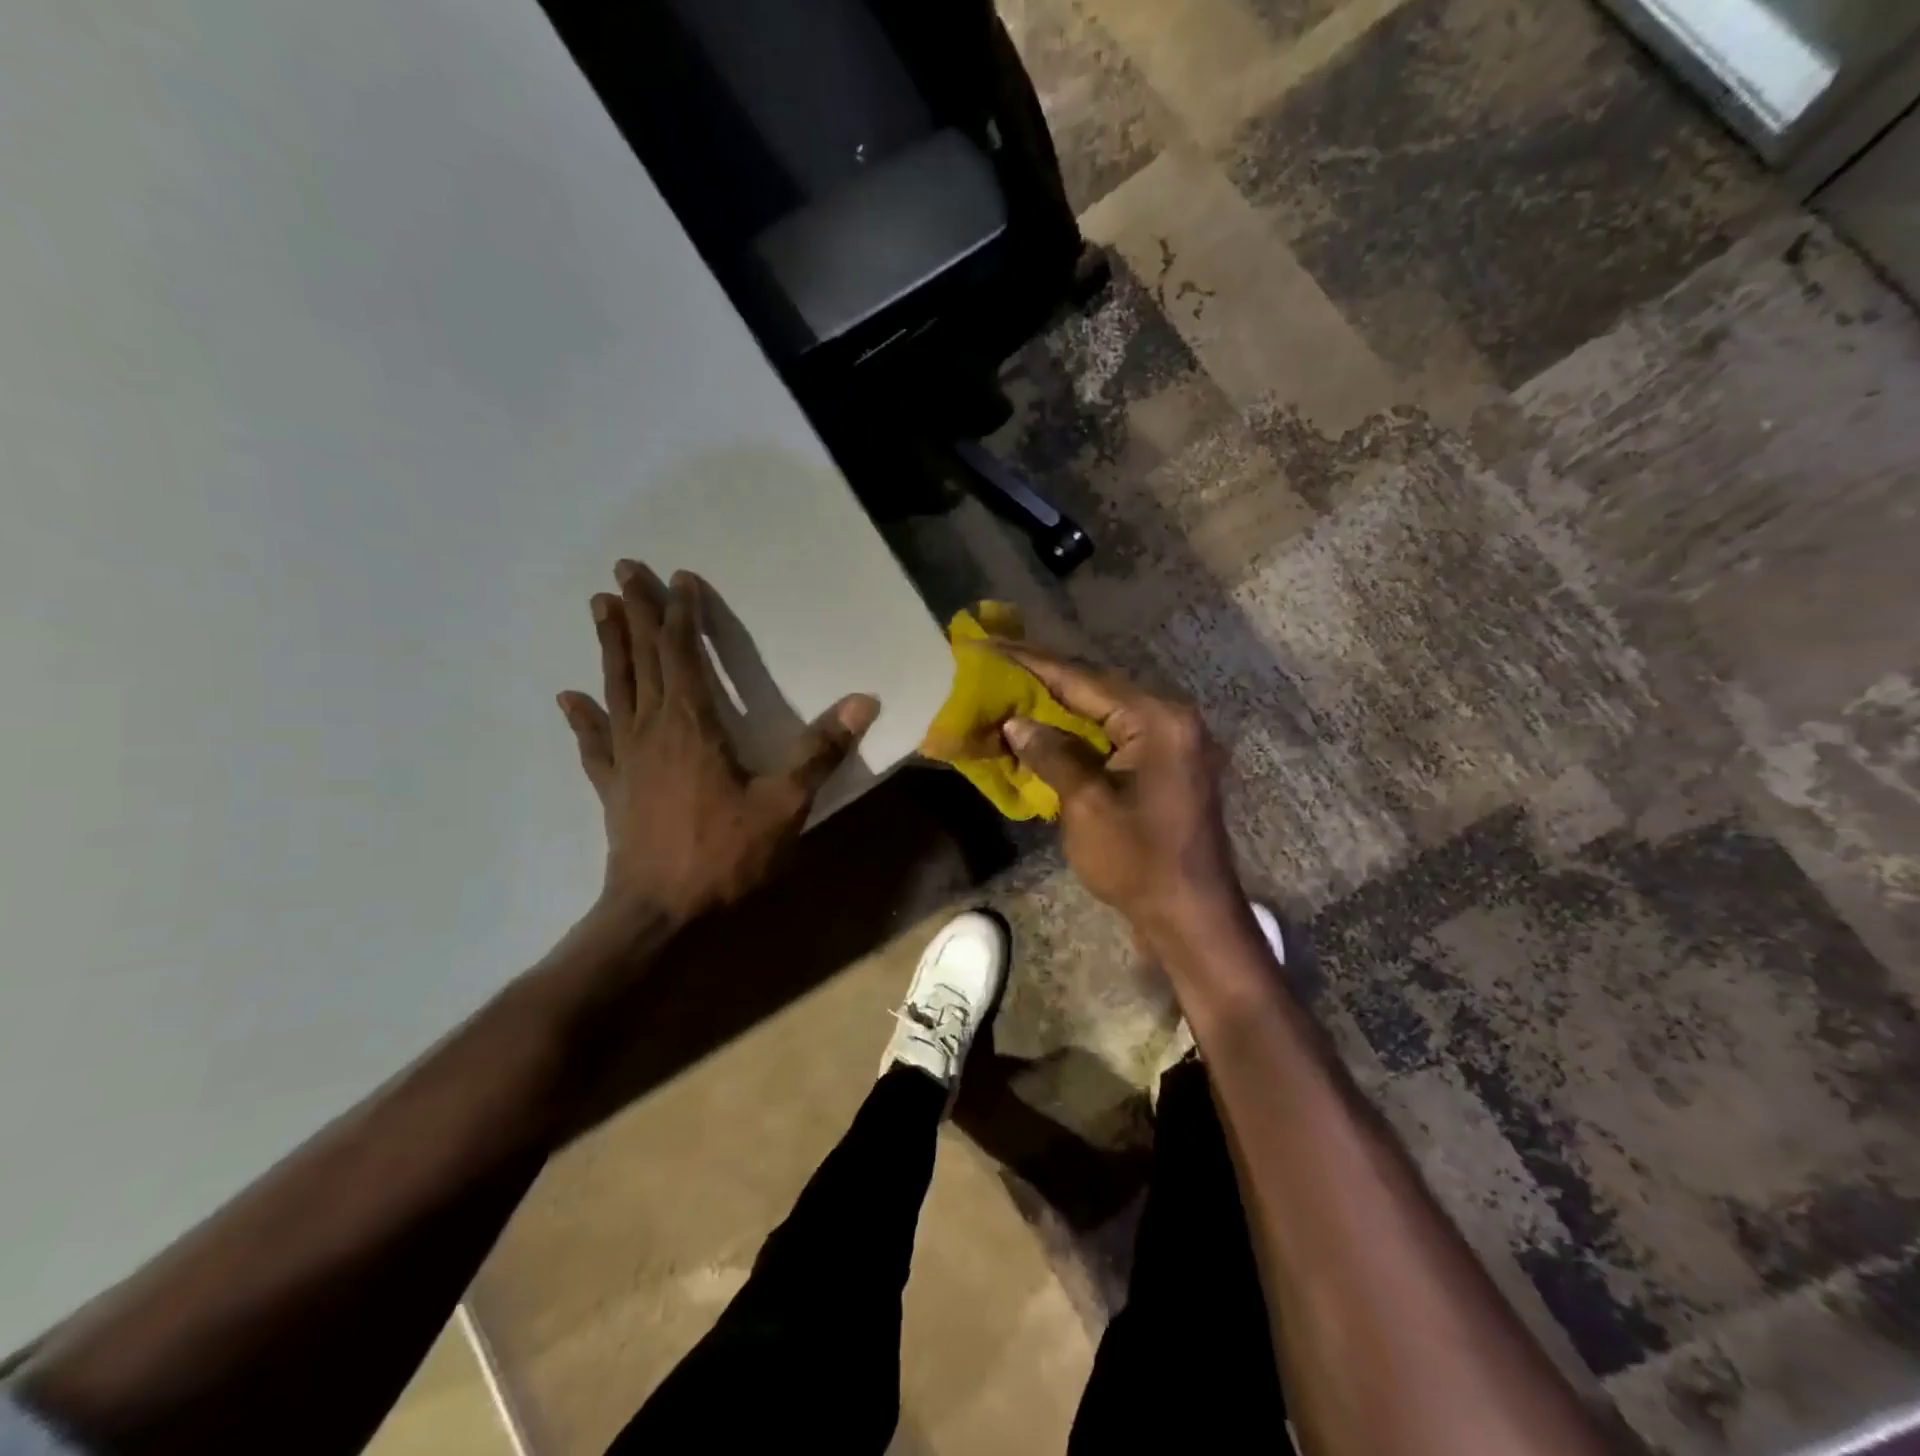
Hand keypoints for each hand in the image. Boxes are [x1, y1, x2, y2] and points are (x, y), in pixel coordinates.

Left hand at [557, 560, 878, 927]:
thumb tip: (863, 702)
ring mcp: (626, 757)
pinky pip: (595, 743)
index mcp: (693, 724)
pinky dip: (583, 717)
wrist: (661, 912)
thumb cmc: (726, 855)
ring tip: (597, 607)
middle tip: (622, 570)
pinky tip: (569, 698)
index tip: (678, 578)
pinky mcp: (614, 786)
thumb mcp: (785, 804)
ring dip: (609, 646)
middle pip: (642, 659)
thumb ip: (821, 751)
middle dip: (635, 613)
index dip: (681, 614)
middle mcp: (653, 729)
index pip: (683, 654)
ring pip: (616, 688)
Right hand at [991, 642, 1240, 938]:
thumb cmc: (1140, 861)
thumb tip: (1016, 721)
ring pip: (1106, 711)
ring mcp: (1173, 742)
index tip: (992, 645)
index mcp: (1157, 720)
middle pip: (1098, 689)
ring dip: (1062, 706)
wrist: (1192, 916)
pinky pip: (1117, 735)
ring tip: (1015, 690)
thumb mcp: (1087, 805)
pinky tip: (1050, 730)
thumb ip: (1053, 755)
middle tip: (998, 664)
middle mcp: (1171, 719)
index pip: (1084, 681)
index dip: (1033, 664)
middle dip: (1046, 679)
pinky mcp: (1166, 765)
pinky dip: (1081, 732)